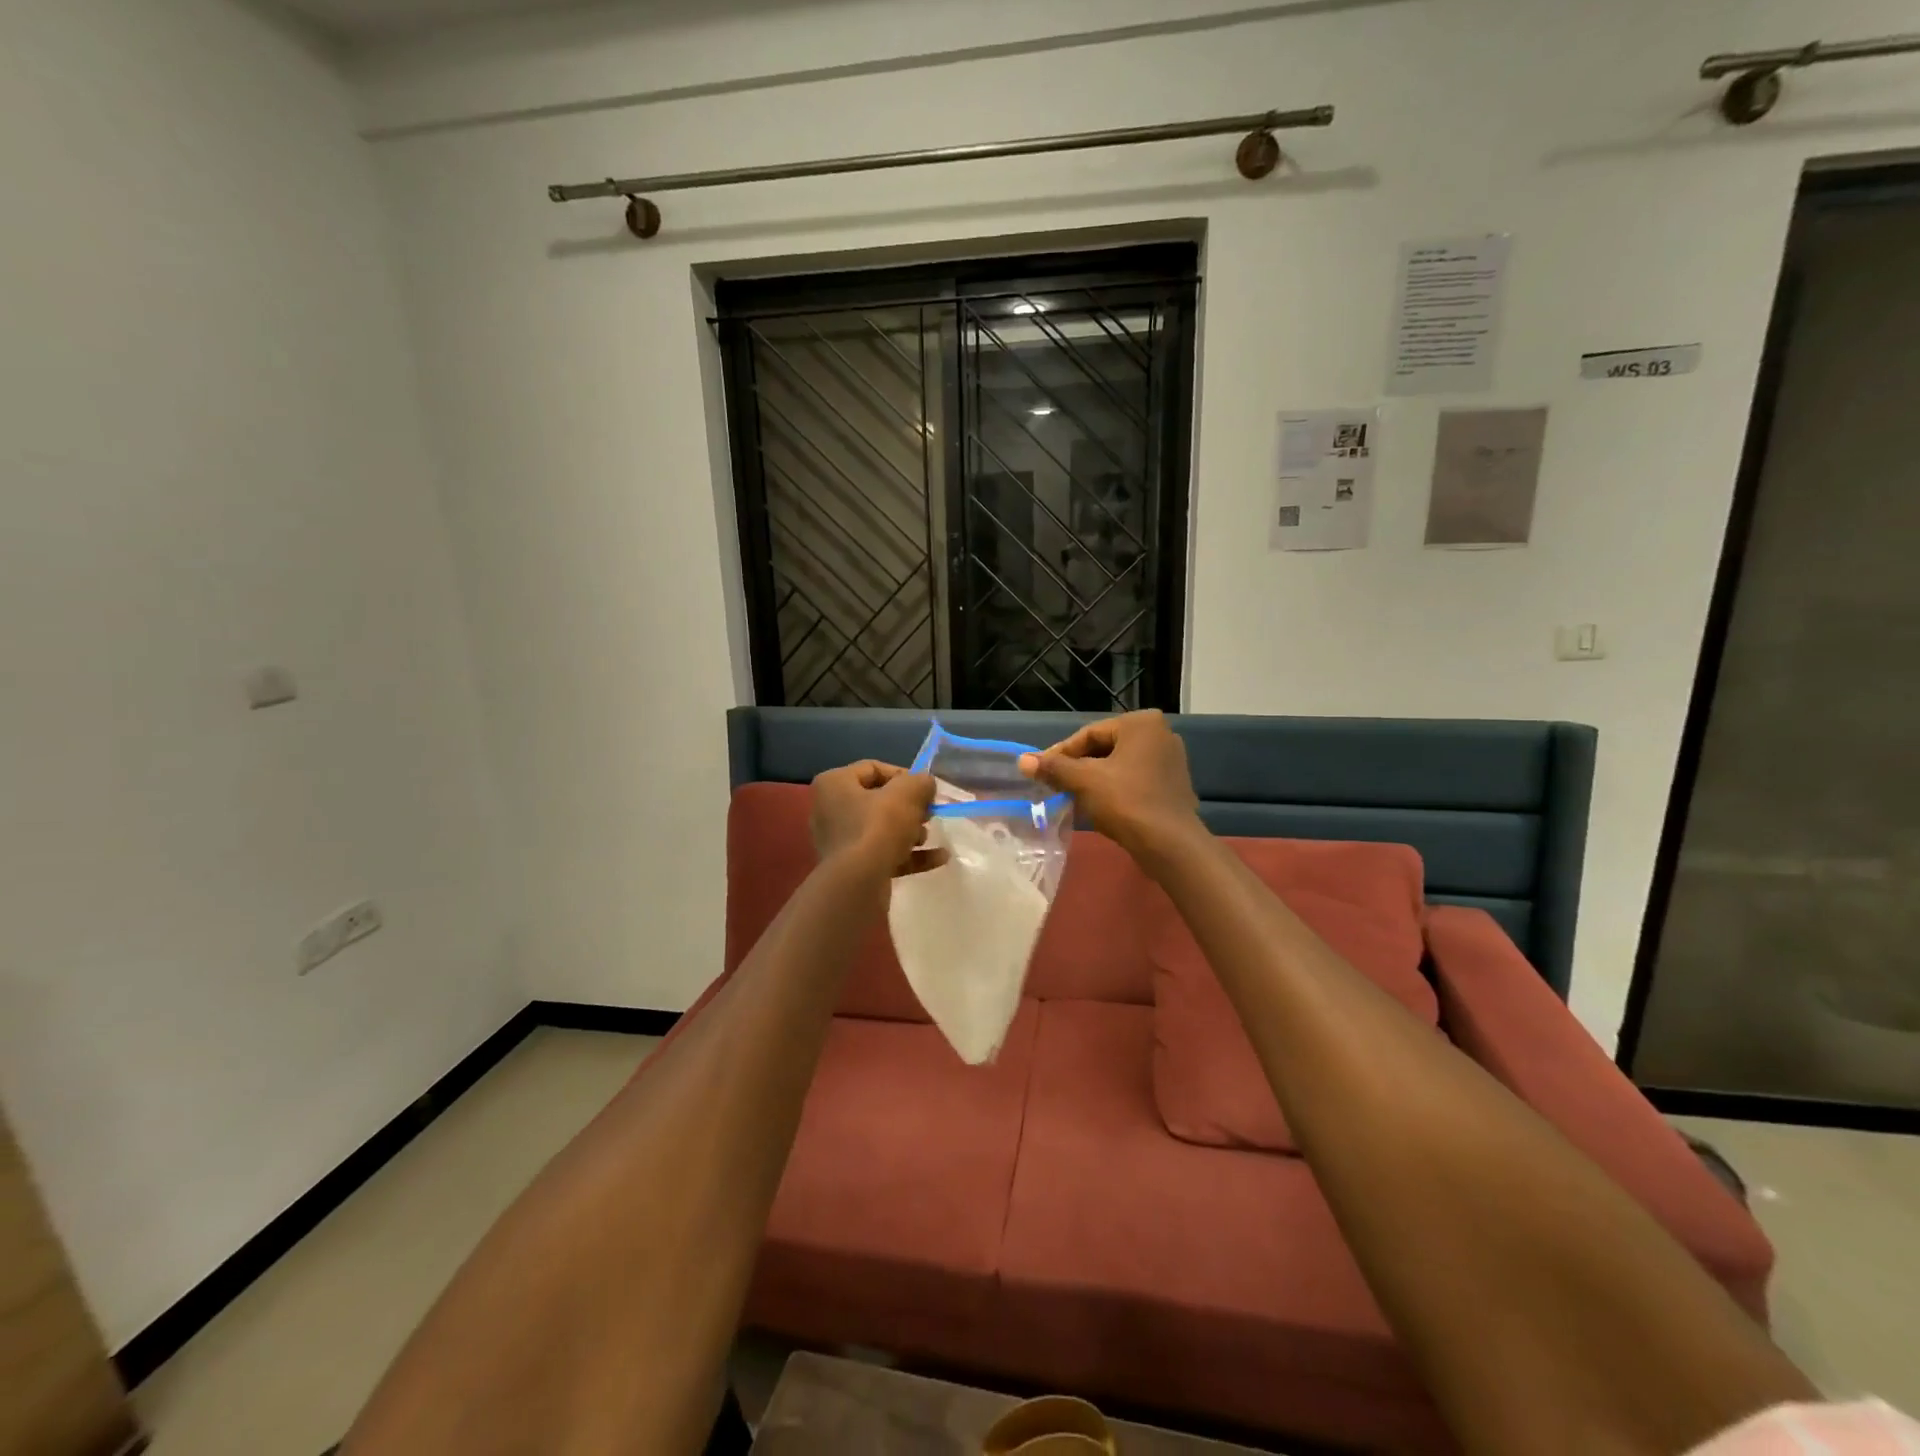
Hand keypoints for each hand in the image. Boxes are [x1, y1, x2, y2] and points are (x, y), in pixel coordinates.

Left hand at [809, 761, 941, 878]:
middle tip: (929, 814)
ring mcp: (839, 842)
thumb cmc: (878, 827)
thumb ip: (920, 782)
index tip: (925, 789)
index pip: (873, 768)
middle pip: (878, 800)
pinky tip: (938, 859)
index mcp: (834, 784)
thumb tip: (926, 784)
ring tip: (927, 837)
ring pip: (881, 829)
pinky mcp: (850, 868)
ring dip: (910, 832)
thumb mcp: (907, 794)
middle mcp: (830, 810)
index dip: (904, 775)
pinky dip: (908, 855)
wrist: (858, 883)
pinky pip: (883, 854)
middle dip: (908, 807)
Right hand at [1019, 711, 1201, 859]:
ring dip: (1093, 780)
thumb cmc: (1126, 802)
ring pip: (1119, 765)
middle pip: (1105, 748)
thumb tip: (1023, 760)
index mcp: (1141, 723)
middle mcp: (1161, 733)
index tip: (1040, 772)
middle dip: (1078, 767)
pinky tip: (1097, 807)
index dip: (1060, 754)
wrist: (1170, 845)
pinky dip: (1114, 789)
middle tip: (1054, 785)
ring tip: (1071, 798)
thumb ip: (1053, 767)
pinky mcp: (1173, 784)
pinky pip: (1134, 779)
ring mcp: (1170, 760)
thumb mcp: (1084, 781)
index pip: (1089, 734)